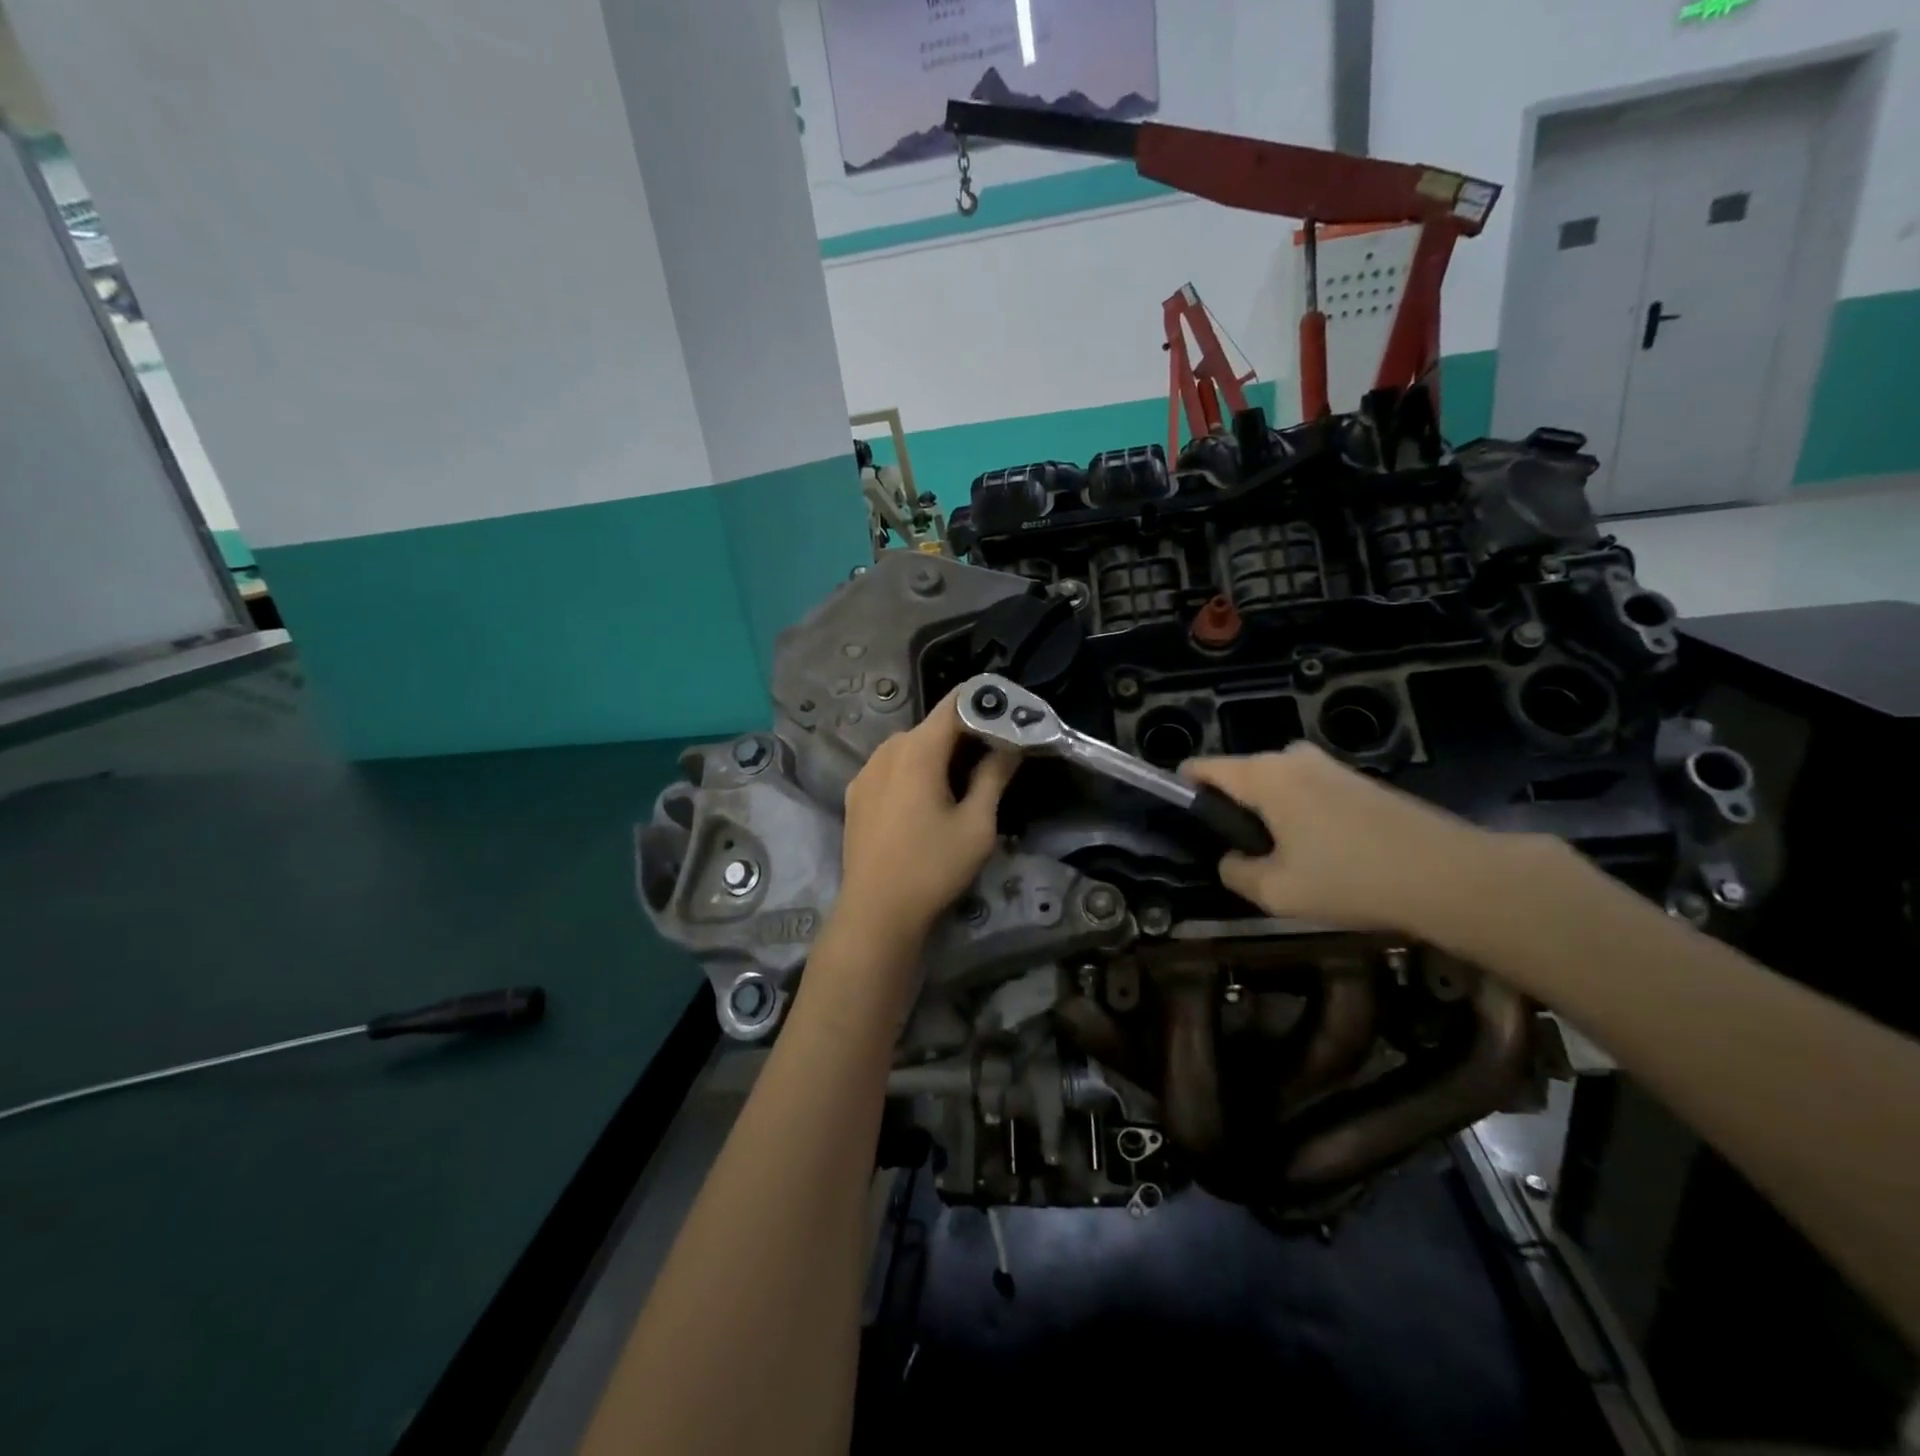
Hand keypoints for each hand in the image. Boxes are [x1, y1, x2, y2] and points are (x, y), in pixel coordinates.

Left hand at [834, 689, 1019, 950]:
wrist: (876, 913)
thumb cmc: (933, 868)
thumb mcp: (976, 825)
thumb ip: (994, 776)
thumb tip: (1010, 744)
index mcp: (918, 750)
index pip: (956, 704)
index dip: (986, 704)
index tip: (1011, 717)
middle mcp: (887, 750)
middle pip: (934, 727)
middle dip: (966, 735)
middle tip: (997, 756)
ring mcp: (866, 771)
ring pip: (911, 748)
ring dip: (939, 755)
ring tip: (964, 783)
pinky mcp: (856, 794)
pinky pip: (892, 768)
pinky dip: (914, 772)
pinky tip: (927, 802)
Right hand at [1184, 743, 1510, 938]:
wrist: (1450, 875)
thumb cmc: (1350, 879)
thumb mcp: (1276, 891)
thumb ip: (1236, 872)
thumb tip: (1232, 860)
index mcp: (1263, 776)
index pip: (1203, 768)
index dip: (1184, 790)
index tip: (1182, 821)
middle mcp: (1292, 757)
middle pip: (1241, 776)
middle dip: (1233, 809)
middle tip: (1242, 855)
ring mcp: (1329, 765)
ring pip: (1277, 785)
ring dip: (1270, 814)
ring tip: (1285, 859)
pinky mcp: (1359, 780)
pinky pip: (1309, 791)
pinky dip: (1302, 815)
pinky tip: (1324, 854)